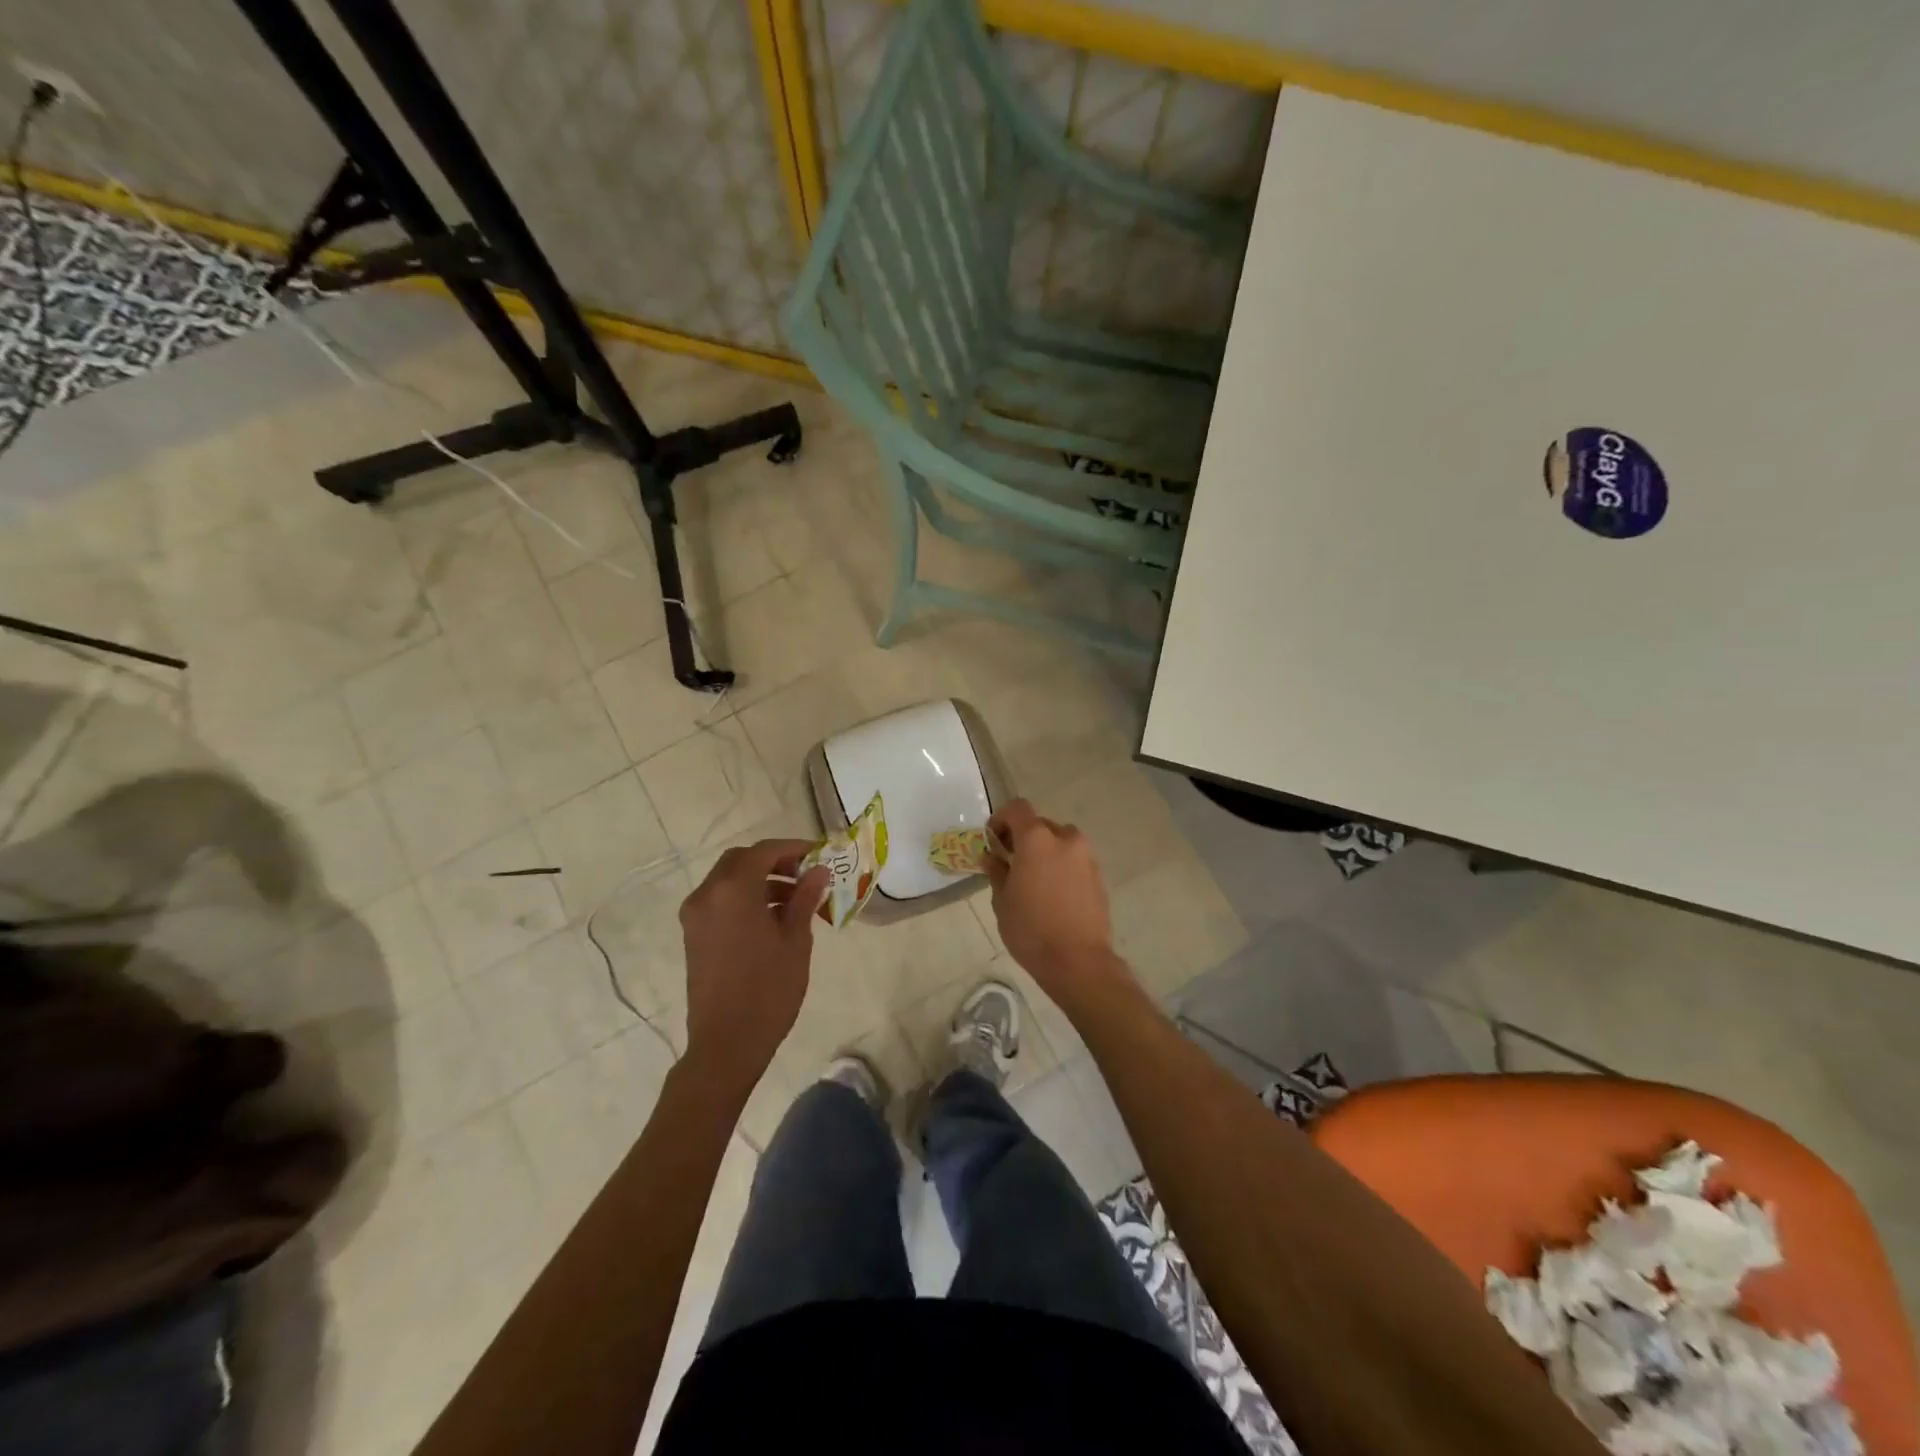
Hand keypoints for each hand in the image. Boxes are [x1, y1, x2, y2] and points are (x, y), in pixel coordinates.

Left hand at [680, 840, 829, 1093]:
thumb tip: (819, 871)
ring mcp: (696, 915)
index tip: (819, 855)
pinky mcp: (694, 935)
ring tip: (796, 900)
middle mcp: (707, 895)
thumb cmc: (768, 989)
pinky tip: (773, 918)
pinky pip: (721, 900)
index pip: (764, 852)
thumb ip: (805, 898)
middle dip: (774, 861)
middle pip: (741, 860)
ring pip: (729, 880)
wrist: (726, 1043)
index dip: (793, 848)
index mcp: (733, 890)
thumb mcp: (795, 940)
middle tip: (805, 875)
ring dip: (760, 880)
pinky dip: (745, 898)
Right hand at [985, 800, 1128, 1002]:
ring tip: (1033, 879)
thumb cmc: (1031, 930)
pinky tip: (1052, 893)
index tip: (993, 840)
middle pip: (1040, 825)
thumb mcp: (1002, 901)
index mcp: (1037, 839)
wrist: (1078, 962)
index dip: (1001, 819)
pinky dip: (1061, 866)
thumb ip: (997, 871)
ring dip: (1045, 851)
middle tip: (1010, 862)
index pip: (1017, 809)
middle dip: (1023, 838)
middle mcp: (1065, 839)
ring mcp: (1086, 857)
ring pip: (1060, 842)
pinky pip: (1074, 860)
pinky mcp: (1098, 876)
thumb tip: (992, 856)